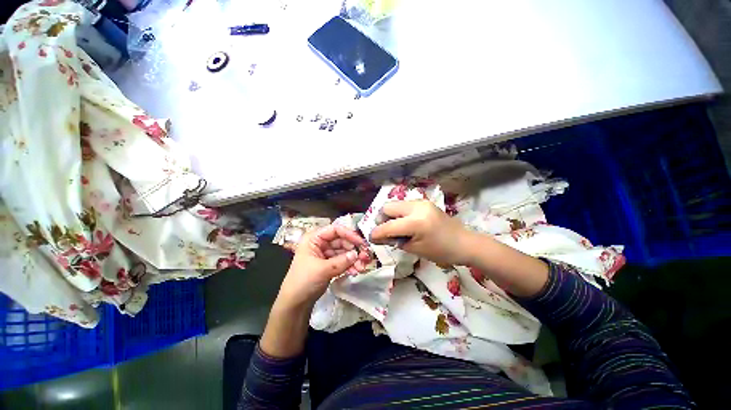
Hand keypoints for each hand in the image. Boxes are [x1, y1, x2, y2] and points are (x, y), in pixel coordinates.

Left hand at [277, 224, 370, 309]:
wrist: (296, 301)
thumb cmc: (304, 280)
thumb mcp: (323, 269)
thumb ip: (341, 261)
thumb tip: (357, 254)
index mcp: (313, 239)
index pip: (335, 230)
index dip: (349, 235)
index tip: (362, 244)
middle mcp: (319, 244)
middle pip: (341, 241)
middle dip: (354, 250)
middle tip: (366, 259)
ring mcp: (324, 256)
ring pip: (343, 253)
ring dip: (354, 259)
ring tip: (362, 268)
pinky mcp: (328, 267)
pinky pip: (342, 262)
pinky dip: (349, 266)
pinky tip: (355, 272)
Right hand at [370, 200, 475, 265]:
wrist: (464, 243)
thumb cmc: (442, 251)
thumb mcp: (416, 249)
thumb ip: (397, 241)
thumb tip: (381, 237)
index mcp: (415, 222)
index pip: (387, 226)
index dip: (376, 233)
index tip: (371, 239)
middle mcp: (417, 207)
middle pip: (388, 207)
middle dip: (382, 220)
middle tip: (384, 233)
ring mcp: (422, 203)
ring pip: (396, 205)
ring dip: (391, 216)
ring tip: (395, 230)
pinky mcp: (426, 203)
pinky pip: (406, 206)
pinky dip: (401, 214)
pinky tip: (405, 226)